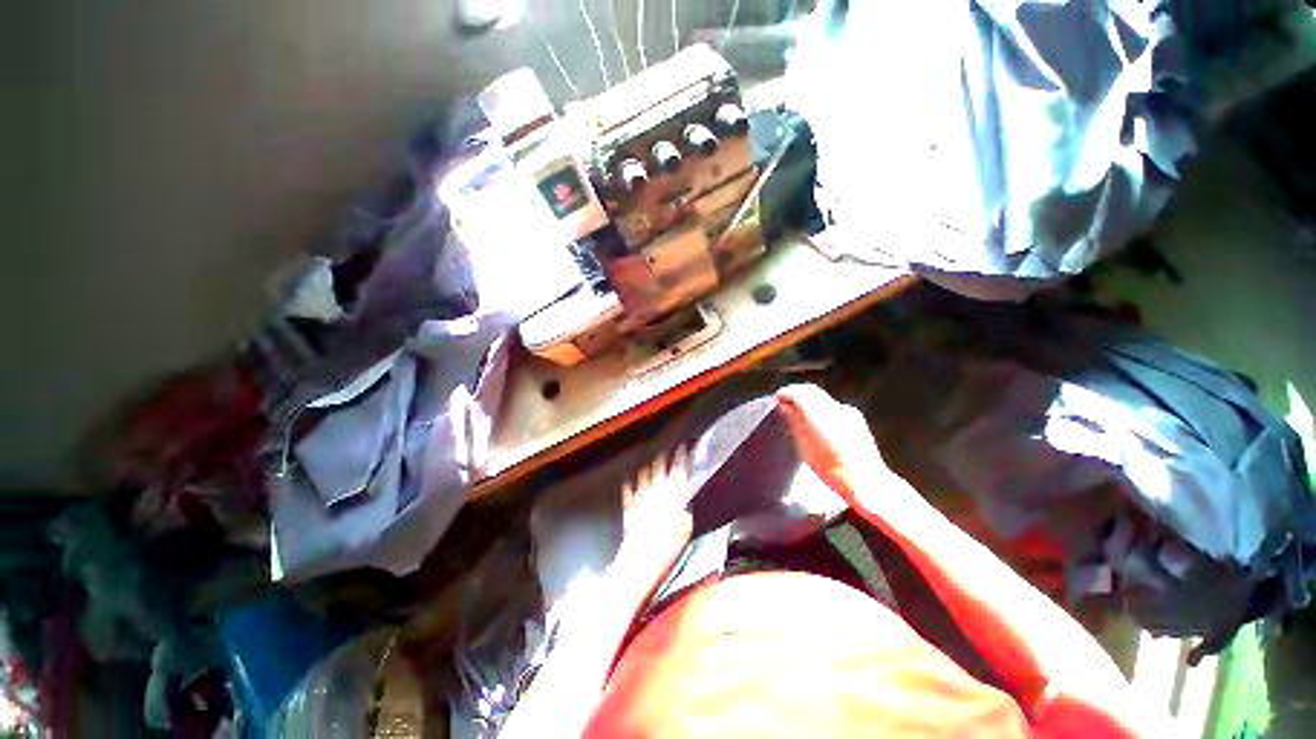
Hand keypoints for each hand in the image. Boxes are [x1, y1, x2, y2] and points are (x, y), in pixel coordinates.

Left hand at [611, 447, 694, 594]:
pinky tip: (629, 482)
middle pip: (662, 471)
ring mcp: (642, 499)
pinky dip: (630, 487)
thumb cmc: (667, 547)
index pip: (680, 473)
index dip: (682, 460)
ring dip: (650, 469)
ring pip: (646, 478)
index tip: (683, 451)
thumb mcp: (684, 530)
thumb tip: (687, 504)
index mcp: (673, 498)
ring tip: (654, 460)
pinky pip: (630, 493)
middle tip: (668, 451)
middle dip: (665, 460)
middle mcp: (657, 494)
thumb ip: (685, 513)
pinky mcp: (630, 508)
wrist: (641, 559)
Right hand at [774, 384, 928, 526]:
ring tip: (797, 413)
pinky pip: (832, 405)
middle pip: (810, 390)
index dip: (784, 393)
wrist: (867, 482)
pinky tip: (816, 421)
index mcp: (820, 415)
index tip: (776, 399)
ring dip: (808, 399)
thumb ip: (794, 423)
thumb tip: (785, 407)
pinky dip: (819, 407)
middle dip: (795, 393)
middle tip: (783, 403)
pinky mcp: (855, 417)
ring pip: (821, 396)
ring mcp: (847, 411)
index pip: (798, 392)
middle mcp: (835, 407)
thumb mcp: (805, 448)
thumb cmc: (832, 470)